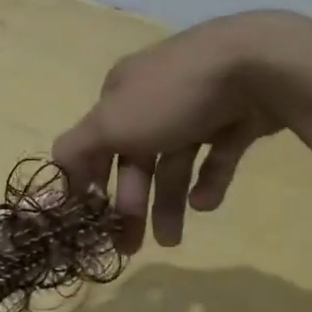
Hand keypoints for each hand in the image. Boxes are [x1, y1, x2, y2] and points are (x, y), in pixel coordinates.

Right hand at [52, 11, 311, 250]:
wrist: (257, 65)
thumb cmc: (172, 96)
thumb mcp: (111, 122)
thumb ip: (77, 149)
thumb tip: (54, 170)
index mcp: (122, 93)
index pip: (95, 140)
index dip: (89, 179)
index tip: (89, 220)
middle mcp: (155, 97)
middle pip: (136, 157)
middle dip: (130, 202)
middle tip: (130, 246)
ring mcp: (198, 106)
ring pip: (176, 162)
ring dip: (168, 202)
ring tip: (171, 242)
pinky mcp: (236, 118)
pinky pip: (216, 156)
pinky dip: (208, 181)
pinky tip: (206, 204)